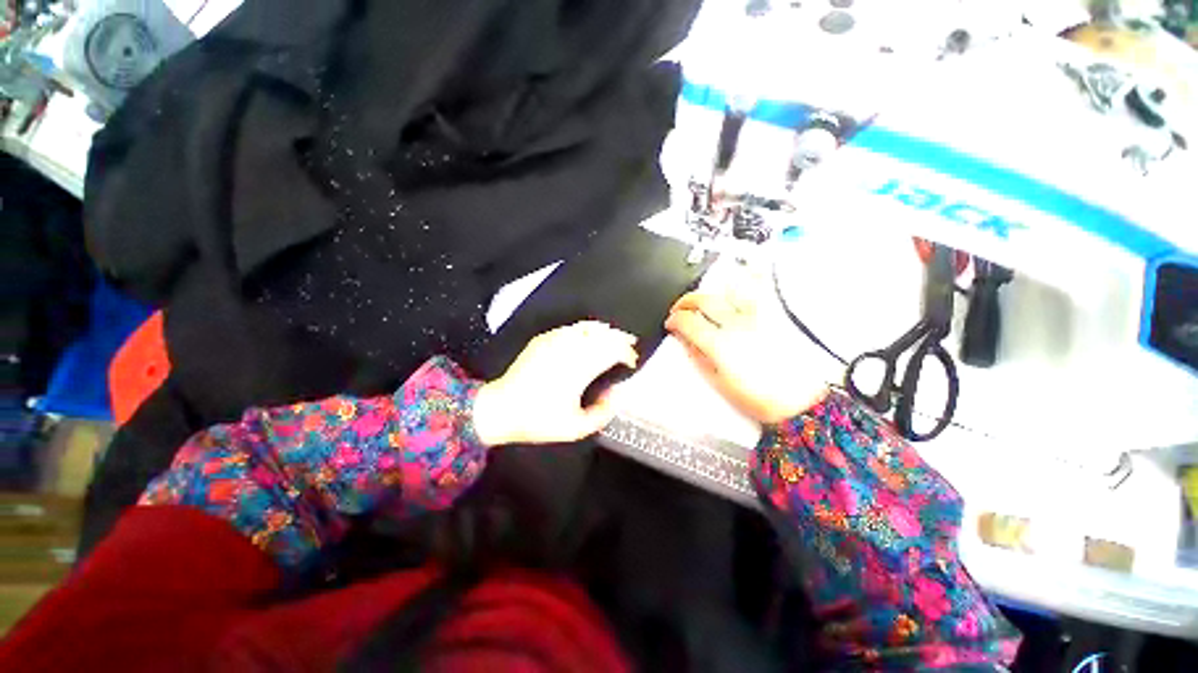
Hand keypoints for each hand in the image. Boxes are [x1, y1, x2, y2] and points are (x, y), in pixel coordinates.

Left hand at [473, 322, 638, 446]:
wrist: (501, 408)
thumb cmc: (539, 420)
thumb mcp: (577, 428)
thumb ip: (604, 412)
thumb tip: (617, 393)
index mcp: (579, 369)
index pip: (612, 351)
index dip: (626, 354)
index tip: (632, 362)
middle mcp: (569, 349)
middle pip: (603, 335)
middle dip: (621, 339)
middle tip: (630, 346)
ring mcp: (554, 340)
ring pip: (588, 327)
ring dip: (606, 331)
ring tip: (616, 336)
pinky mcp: (543, 339)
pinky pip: (571, 327)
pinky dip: (586, 328)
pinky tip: (591, 334)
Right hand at [665, 290, 826, 423]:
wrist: (800, 401)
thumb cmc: (758, 397)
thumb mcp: (718, 382)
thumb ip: (697, 356)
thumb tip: (683, 339)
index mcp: (719, 344)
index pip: (687, 321)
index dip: (674, 320)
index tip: (671, 324)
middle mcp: (736, 323)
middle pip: (703, 299)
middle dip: (685, 301)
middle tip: (681, 310)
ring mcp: (758, 315)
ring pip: (728, 288)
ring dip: (711, 291)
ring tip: (706, 299)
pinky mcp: (776, 313)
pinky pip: (760, 287)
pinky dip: (748, 277)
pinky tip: (741, 276)